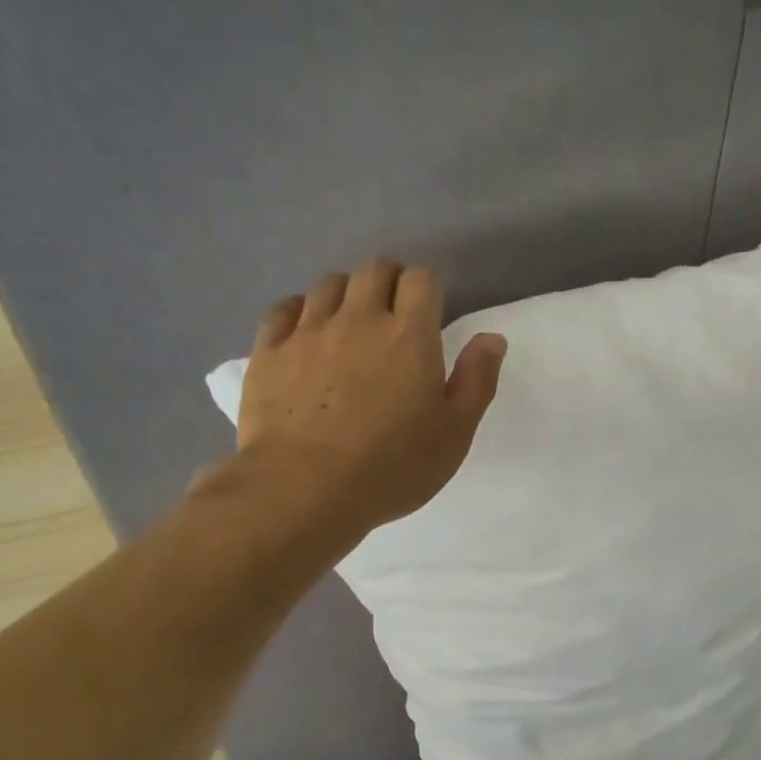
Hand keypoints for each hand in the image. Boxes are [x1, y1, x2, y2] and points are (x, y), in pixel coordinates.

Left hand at [234, 258, 505, 536]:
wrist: (304, 489)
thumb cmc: (393, 466)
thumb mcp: (455, 433)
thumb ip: (477, 380)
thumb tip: (492, 337)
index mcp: (410, 336)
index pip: (422, 280)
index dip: (429, 287)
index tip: (432, 310)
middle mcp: (359, 319)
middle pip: (374, 270)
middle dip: (390, 280)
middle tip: (396, 311)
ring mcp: (308, 331)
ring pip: (329, 284)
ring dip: (348, 293)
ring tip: (353, 322)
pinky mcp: (268, 350)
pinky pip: (285, 308)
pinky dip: (302, 310)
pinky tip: (308, 332)